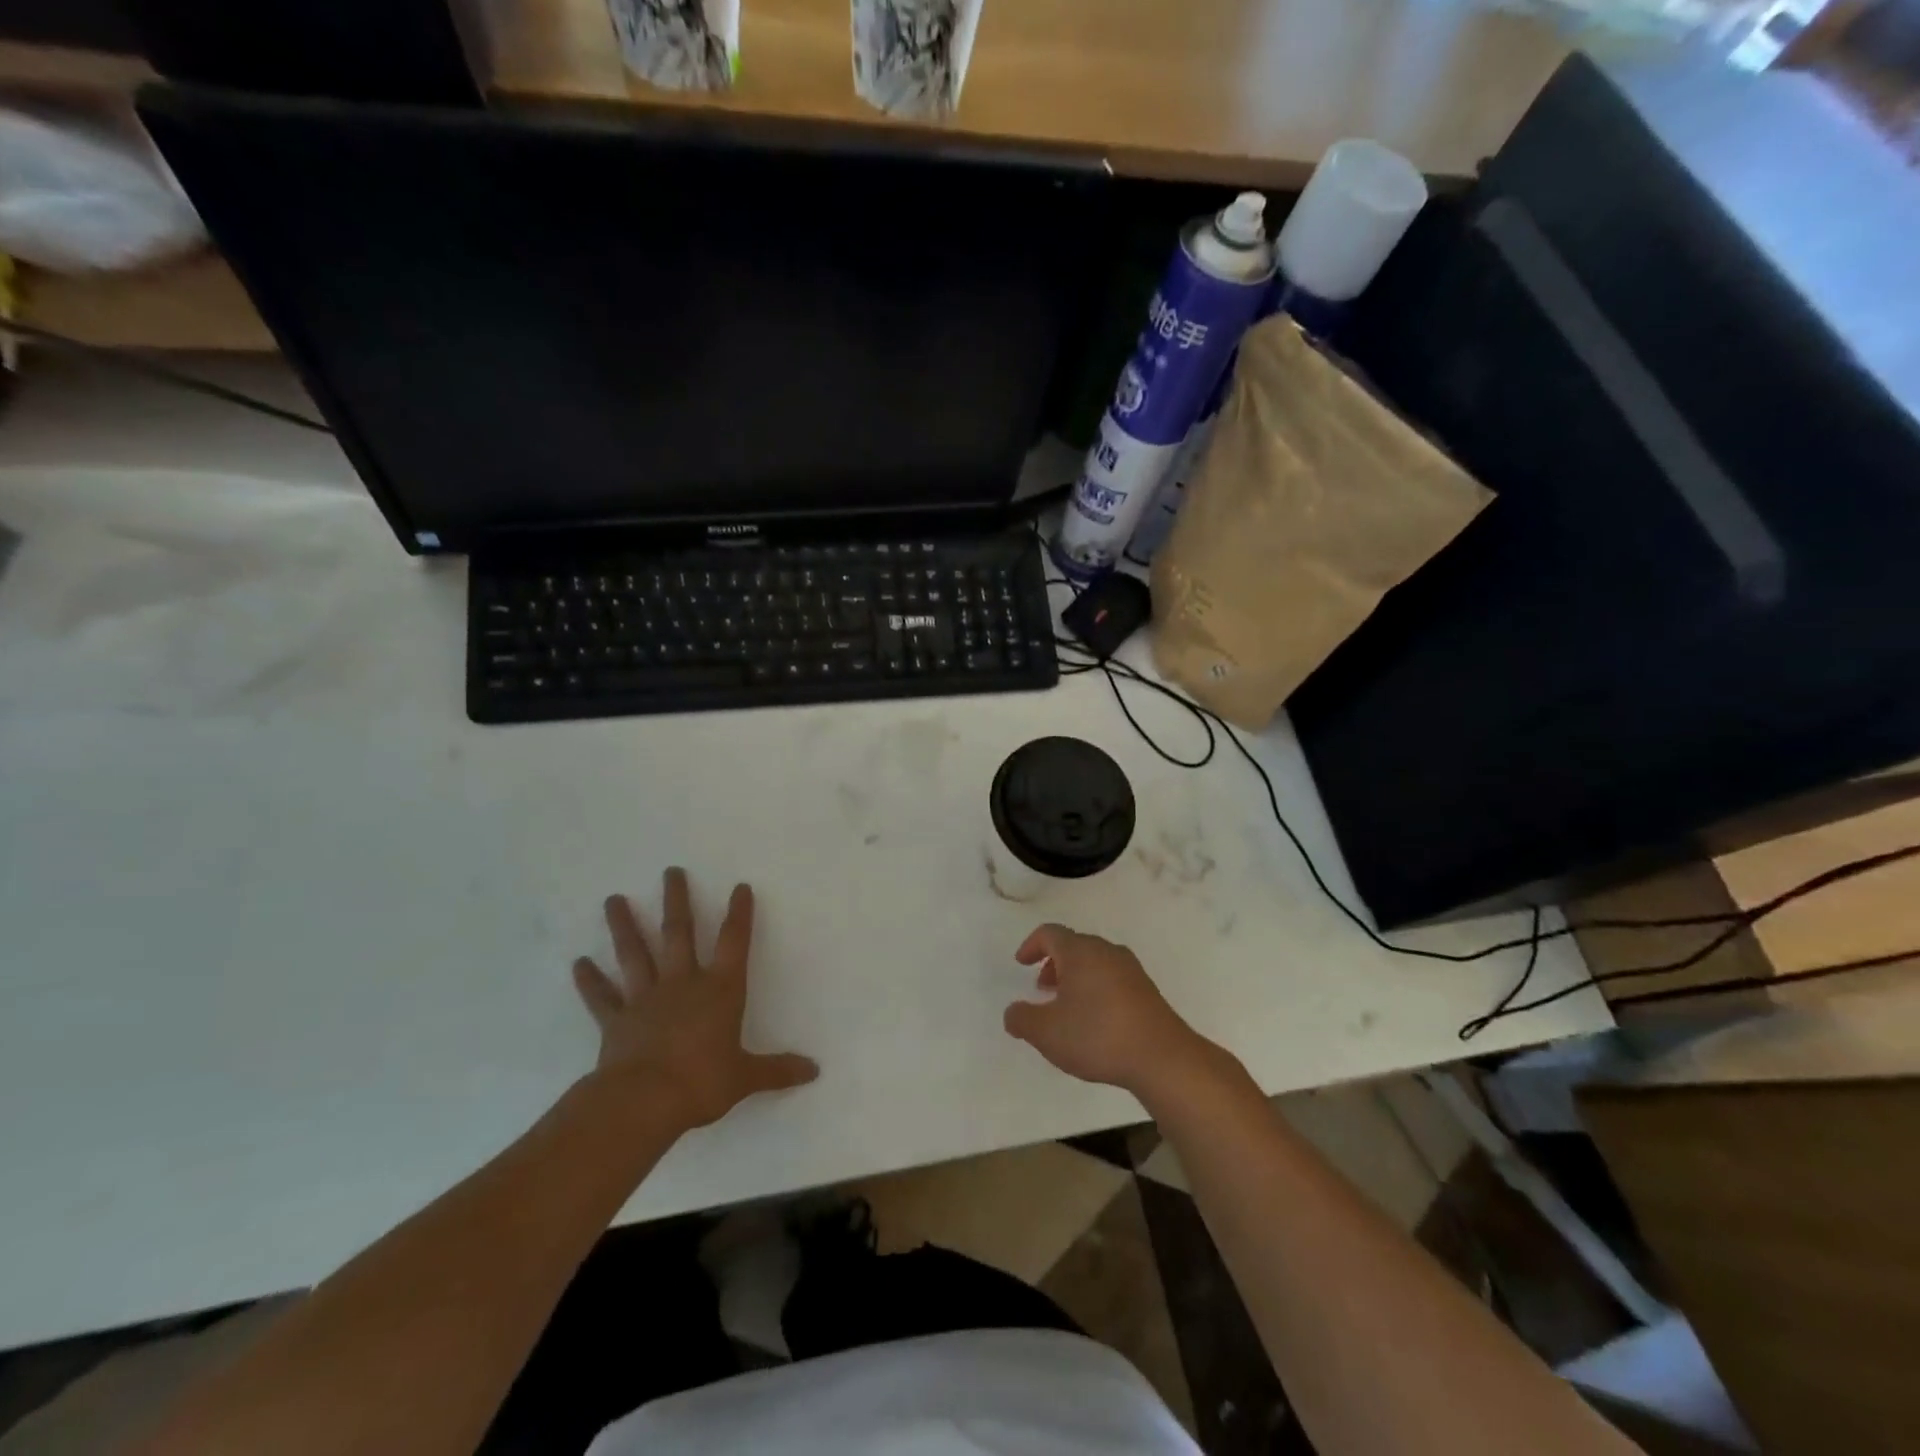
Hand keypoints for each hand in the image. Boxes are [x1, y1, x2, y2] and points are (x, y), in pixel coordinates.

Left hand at [572, 868, 817, 1131]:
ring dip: (624, 926)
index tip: (740, 887)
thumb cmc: (702, 1082)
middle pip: (679, 933)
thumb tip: (814, 1071)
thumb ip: (777, 1070)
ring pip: (635, 954)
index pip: (734, 942)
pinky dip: (590, 980)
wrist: (644, 1102)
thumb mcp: (745, 1077)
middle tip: (670, 871)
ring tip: (612, 899)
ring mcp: (645, 999)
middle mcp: (683, 984)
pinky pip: (602, 997)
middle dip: (676, 901)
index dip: (739, 914)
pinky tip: (578, 963)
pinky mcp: (616, 1021)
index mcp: (720, 990)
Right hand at [1003, 924, 1217, 1099]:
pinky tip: (1094, 1020)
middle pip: (1073, 945)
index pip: (1050, 933)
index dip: (1031, 945)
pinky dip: (1095, 988)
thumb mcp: (1046, 1032)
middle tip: (1042, 989)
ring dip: (1075, 977)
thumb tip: (1013, 1011)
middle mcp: (1106, 951)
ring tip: (1066, 1008)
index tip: (1021, 963)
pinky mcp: (1146, 990)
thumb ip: (1022, 1019)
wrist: (1162, 1058)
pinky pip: (1112, 978)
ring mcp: (1130, 969)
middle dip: (1053, 963)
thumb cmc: (1097, 1036)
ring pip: (1094, 962)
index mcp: (1080, 951)